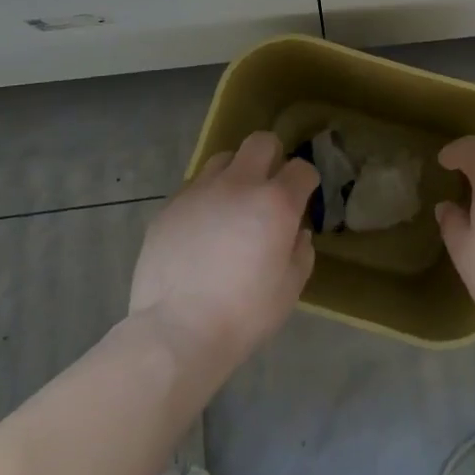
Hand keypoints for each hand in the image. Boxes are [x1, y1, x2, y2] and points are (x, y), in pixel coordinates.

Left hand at [127, 131, 316, 377]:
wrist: (176, 332)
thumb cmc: (243, 315)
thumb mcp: (290, 289)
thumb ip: (300, 251)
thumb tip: (296, 232)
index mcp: (275, 203)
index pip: (301, 168)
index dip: (305, 180)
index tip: (303, 197)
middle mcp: (238, 185)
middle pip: (261, 142)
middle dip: (271, 156)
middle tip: (268, 185)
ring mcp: (199, 192)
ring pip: (222, 159)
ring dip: (234, 174)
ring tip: (231, 205)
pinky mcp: (169, 207)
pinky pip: (193, 188)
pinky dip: (204, 199)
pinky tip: (200, 230)